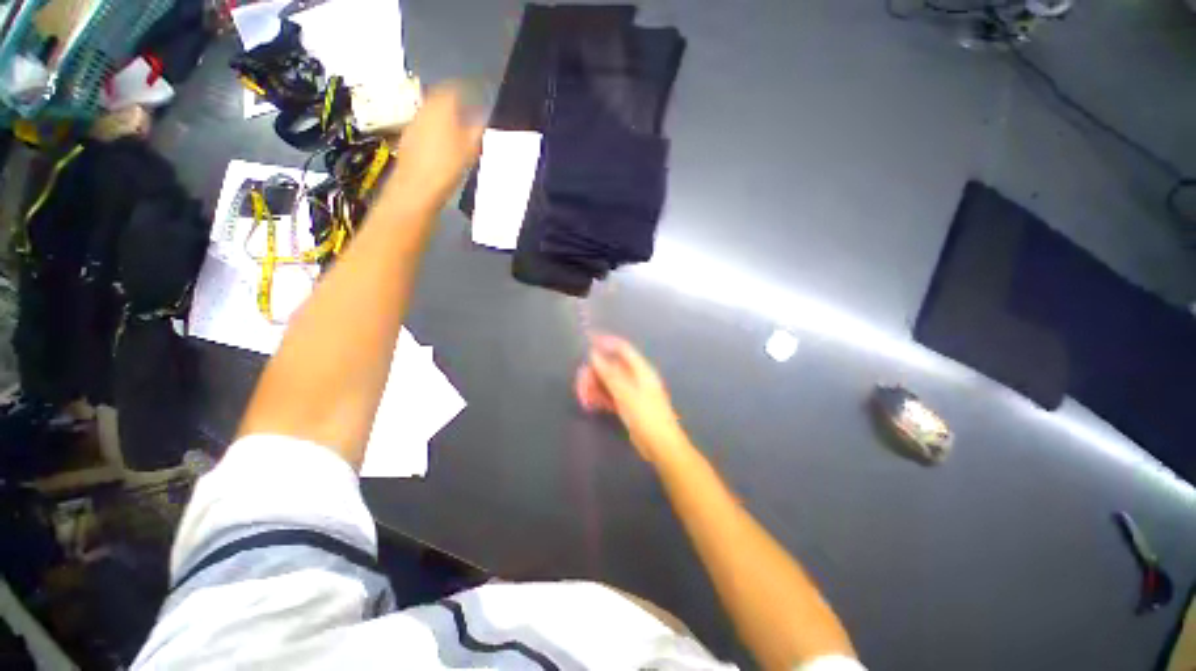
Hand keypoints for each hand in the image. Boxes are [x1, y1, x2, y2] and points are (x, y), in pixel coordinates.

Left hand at [384, 83, 483, 210]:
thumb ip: (477, 128)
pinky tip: (444, 148)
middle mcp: (424, 109)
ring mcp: (413, 125)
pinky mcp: (407, 141)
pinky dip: (436, 132)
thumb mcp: (470, 148)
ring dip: (445, 119)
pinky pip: (425, 128)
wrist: (416, 189)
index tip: (477, 95)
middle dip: (455, 104)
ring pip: (431, 114)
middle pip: (440, 99)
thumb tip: (483, 115)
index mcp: (441, 106)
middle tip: (469, 114)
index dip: (467, 90)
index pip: (454, 88)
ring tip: (459, 132)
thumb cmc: (447, 166)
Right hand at [577, 334, 689, 464]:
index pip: (622, 349)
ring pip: (609, 383)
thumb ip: (609, 373)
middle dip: (595, 373)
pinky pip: (611, 396)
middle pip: (612, 367)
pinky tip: (590, 404)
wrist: (661, 446)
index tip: (587, 342)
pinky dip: (600, 398)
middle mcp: (636, 378)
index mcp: (641, 370)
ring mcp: (632, 392)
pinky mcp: (628, 406)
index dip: (606, 343)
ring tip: (583, 398)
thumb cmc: (646, 416)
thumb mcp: (625, 393)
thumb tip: (594, 354)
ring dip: (595, 387)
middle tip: (581, 384)